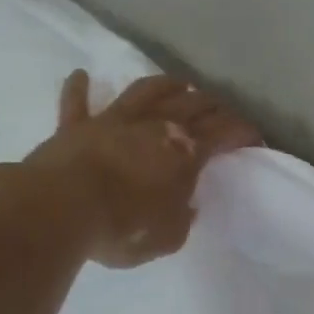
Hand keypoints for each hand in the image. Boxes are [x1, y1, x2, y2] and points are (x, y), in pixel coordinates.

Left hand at [24, 70, 260, 268]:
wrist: (59, 210)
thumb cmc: (123, 227)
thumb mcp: (168, 237)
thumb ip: (181, 218)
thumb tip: (184, 205)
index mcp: (184, 152)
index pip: (224, 133)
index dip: (244, 132)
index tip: (255, 139)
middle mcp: (154, 126)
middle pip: (193, 104)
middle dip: (214, 106)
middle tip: (223, 111)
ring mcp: (112, 121)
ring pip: (145, 90)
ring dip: (166, 84)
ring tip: (180, 83)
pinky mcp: (74, 127)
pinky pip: (76, 103)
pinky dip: (79, 89)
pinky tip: (81, 76)